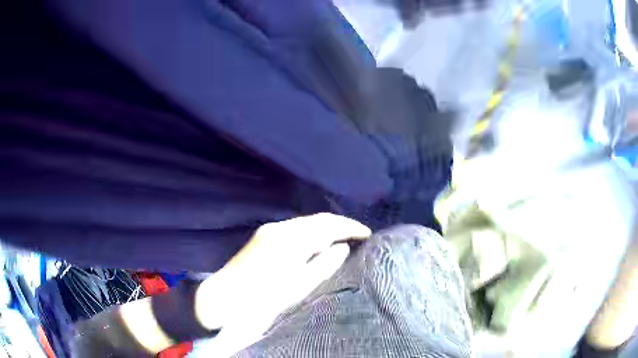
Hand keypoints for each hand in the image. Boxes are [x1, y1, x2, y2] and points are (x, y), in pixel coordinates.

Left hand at [196, 213, 370, 331]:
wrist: (226, 299)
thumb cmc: (264, 298)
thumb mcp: (299, 287)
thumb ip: (324, 265)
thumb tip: (342, 247)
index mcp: (291, 239)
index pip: (328, 225)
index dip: (350, 227)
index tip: (367, 234)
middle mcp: (280, 227)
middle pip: (317, 219)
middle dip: (339, 225)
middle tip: (358, 235)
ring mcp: (269, 230)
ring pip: (305, 222)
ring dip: (325, 227)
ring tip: (342, 239)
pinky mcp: (263, 236)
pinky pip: (294, 228)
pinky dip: (310, 232)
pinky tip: (317, 242)